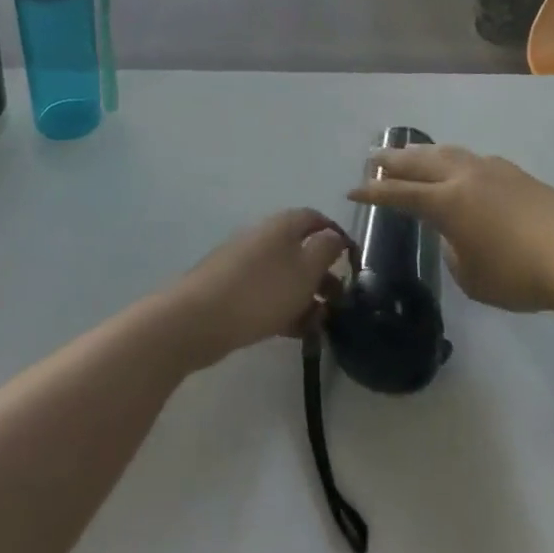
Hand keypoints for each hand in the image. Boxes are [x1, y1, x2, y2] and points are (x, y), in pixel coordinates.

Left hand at [166, 210, 349, 369]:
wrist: (199, 319)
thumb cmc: (262, 291)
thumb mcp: (305, 269)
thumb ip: (326, 250)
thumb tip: (335, 236)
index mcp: (283, 224)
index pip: (316, 219)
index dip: (337, 237)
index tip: (353, 264)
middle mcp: (264, 236)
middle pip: (301, 249)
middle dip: (323, 275)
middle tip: (340, 303)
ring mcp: (246, 263)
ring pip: (286, 275)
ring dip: (306, 297)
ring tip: (320, 325)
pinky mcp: (233, 289)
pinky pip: (268, 294)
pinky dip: (285, 309)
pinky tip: (296, 333)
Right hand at [350, 145, 553, 312]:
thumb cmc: (520, 274)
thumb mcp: (474, 279)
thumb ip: (455, 254)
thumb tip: (457, 238)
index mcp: (446, 201)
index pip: (399, 193)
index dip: (373, 192)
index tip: (352, 189)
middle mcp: (463, 177)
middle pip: (419, 162)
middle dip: (393, 160)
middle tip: (374, 157)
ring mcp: (491, 170)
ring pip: (447, 153)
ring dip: (423, 153)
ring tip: (411, 153)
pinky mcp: (515, 173)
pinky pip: (472, 159)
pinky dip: (453, 160)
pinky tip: (459, 166)